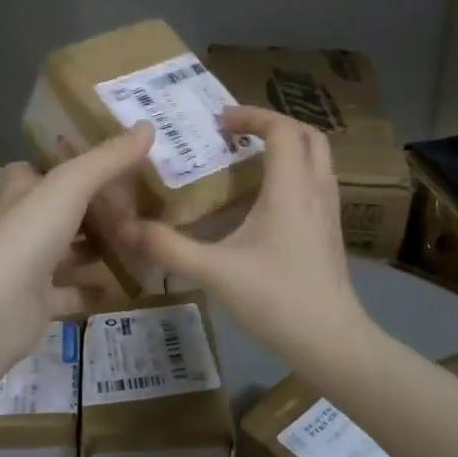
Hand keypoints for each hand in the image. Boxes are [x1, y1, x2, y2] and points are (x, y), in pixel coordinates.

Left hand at [0, 125, 153, 368]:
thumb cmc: (28, 236)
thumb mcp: (71, 186)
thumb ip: (108, 159)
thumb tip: (148, 125)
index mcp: (20, 194)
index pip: (30, 170)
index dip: (56, 164)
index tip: (96, 162)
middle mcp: (21, 227)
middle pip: (55, 211)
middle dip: (89, 208)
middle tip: (134, 203)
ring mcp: (27, 267)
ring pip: (65, 252)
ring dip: (94, 248)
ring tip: (137, 240)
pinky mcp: (37, 303)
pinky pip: (71, 293)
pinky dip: (93, 289)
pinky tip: (122, 286)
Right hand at [113, 106, 372, 371]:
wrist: (331, 341)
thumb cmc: (276, 299)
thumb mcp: (214, 272)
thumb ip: (169, 248)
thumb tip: (126, 228)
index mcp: (290, 188)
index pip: (281, 129)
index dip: (251, 115)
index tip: (219, 121)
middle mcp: (315, 190)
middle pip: (307, 136)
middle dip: (273, 125)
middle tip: (236, 134)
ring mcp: (329, 212)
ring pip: (317, 159)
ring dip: (287, 148)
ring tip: (248, 160)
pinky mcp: (331, 232)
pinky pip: (317, 182)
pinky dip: (294, 173)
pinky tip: (266, 201)